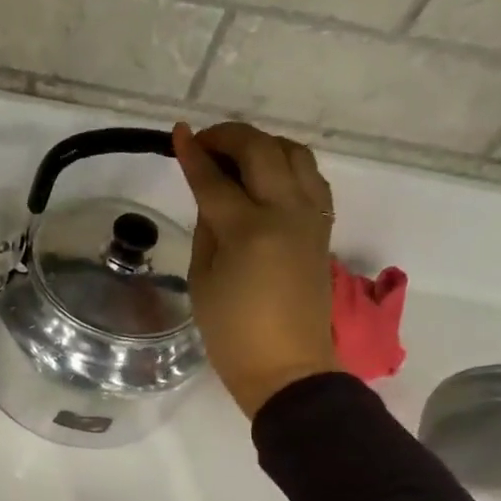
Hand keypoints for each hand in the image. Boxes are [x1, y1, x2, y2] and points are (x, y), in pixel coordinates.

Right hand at [172, 121, 339, 418]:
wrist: (286, 366)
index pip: (215, 179)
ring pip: (295, 154)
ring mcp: (311, 217)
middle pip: (262, 150)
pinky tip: (267, 177)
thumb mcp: (202, 279)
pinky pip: (310, 177)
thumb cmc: (231, 332)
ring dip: (263, 144)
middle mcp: (286, 212)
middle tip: (204, 142)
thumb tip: (212, 196)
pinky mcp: (323, 227)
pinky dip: (287, 165)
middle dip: (229, 137)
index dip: (193, 154)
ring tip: (236, 156)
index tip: (177, 134)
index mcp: (248, 230)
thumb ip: (207, 229)